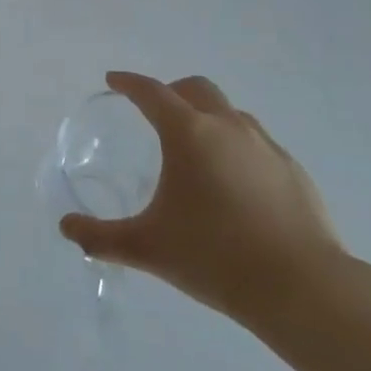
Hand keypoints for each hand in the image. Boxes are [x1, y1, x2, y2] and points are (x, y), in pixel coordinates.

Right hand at [59, 72, 345, 332]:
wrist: (303, 289)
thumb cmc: (215, 257)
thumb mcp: (148, 248)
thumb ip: (101, 237)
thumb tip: (66, 228)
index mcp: (188, 133)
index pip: (150, 92)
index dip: (129, 83)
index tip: (114, 81)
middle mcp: (227, 127)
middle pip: (195, 88)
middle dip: (171, 91)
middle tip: (155, 112)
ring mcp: (266, 146)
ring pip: (231, 113)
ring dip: (208, 117)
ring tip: (196, 149)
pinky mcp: (293, 170)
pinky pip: (257, 143)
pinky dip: (237, 147)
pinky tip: (235, 183)